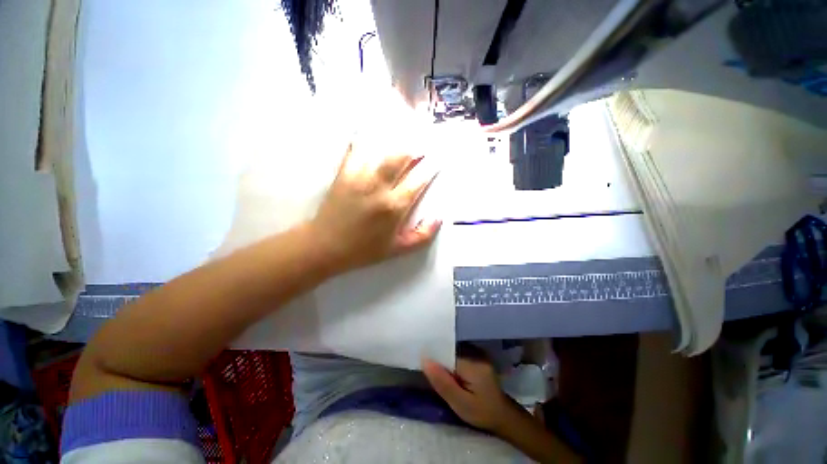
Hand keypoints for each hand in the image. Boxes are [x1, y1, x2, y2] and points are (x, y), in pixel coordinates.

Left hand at [309, 143, 440, 273]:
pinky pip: (357, 149)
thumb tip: (438, 218)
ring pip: (382, 149)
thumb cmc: (364, 250)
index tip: (438, 159)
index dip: (431, 167)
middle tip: (423, 144)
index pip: (418, 180)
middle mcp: (379, 187)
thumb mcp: (397, 250)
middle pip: (402, 157)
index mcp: (395, 207)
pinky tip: (372, 132)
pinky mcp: (344, 173)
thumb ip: (422, 236)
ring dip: (396, 141)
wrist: (325, 246)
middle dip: (416, 148)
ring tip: (405, 134)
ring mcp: (360, 177)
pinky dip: (366, 139)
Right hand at [422, 357, 513, 431]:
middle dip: (439, 357)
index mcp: (473, 363)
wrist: (503, 416)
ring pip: (454, 351)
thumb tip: (425, 360)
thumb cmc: (481, 413)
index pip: (448, 352)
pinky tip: (447, 369)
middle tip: (426, 367)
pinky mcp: (478, 357)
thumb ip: (442, 382)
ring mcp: (478, 353)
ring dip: (445, 359)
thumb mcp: (460, 403)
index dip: (435, 356)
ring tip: (433, 367)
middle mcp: (476, 353)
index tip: (422, 361)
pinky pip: (460, 354)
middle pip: (451, 350)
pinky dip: (451, 360)